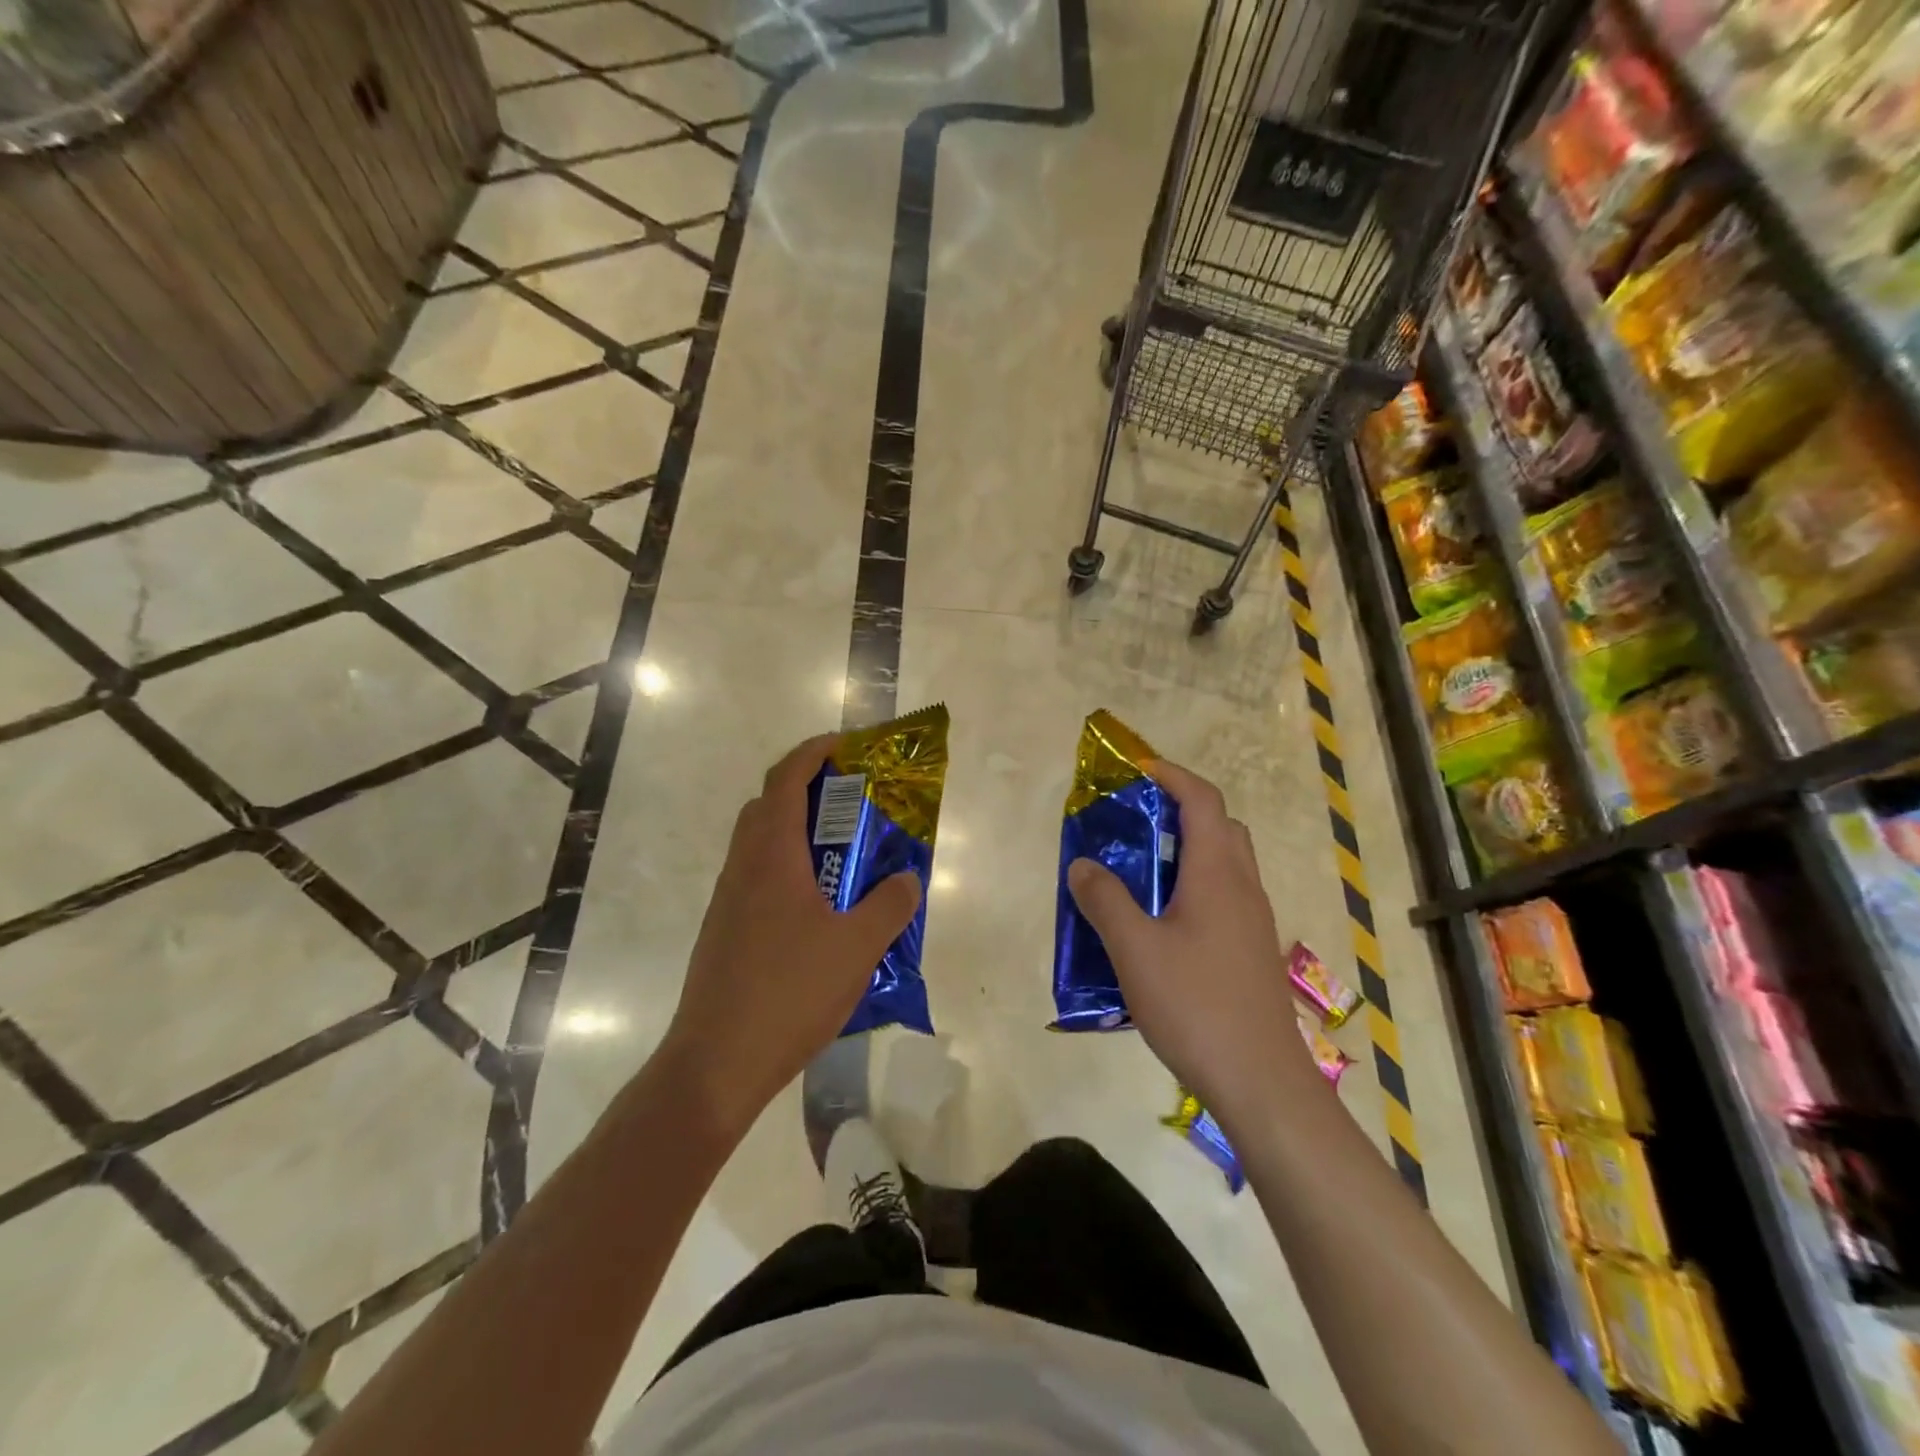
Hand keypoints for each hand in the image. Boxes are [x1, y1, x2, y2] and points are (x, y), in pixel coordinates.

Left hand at [661, 735, 921, 1136]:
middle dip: (809, 788)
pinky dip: (788, 869)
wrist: (716, 1063)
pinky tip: (819, 909)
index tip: (848, 746)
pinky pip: (758, 878)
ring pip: (761, 843)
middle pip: (768, 804)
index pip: (787, 778)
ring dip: (798, 832)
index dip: (816, 751)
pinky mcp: (724, 930)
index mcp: (771, 856)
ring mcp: (728, 900)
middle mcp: (742, 867)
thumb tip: (908, 878)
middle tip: (853, 800)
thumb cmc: (789, 992)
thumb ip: (890, 905)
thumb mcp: (857, 947)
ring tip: (844, 854)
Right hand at [1067, 758, 1318, 1128]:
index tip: (1138, 770)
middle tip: (1137, 821)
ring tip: (1141, 869)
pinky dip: (1195, 886)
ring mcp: (1253, 921)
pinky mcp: (1251, 951)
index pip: (1202, 800)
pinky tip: (1162, 923)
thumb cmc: (1196, 1004)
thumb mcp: (1134, 949)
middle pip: (1220, 826)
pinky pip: (1225, 896)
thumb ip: (1104, 900)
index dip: (1172, 775)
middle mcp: (1243, 887)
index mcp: (1218, 873)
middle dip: (1180, 810)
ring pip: (1225, 863)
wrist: (1260, 1080)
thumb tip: (1083, 865)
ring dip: (1188, 850)